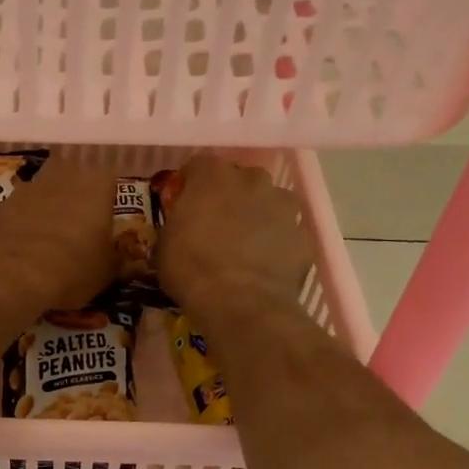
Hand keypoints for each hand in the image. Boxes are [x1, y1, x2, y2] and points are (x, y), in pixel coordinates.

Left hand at [0, 157, 117, 309]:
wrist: (11, 275)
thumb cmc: (73, 268)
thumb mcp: (106, 272)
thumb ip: (114, 257)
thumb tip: (117, 257)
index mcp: (97, 184)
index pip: (110, 179)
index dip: (108, 199)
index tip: (106, 220)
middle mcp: (63, 175)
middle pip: (73, 174)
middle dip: (76, 193)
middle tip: (78, 224)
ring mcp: (28, 187)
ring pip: (43, 189)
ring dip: (47, 205)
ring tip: (49, 237)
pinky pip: (19, 208)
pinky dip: (23, 221)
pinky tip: (23, 246)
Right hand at [157, 155, 313, 324]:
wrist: (240, 303)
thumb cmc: (192, 270)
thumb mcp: (165, 245)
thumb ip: (177, 224)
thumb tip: (182, 227)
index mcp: (212, 177)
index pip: (200, 165)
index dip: (192, 183)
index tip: (186, 202)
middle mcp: (252, 180)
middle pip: (241, 178)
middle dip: (231, 195)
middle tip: (218, 223)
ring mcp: (283, 206)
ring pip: (271, 201)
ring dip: (260, 215)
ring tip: (248, 244)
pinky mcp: (303, 234)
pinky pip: (287, 233)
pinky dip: (279, 243)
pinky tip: (266, 265)